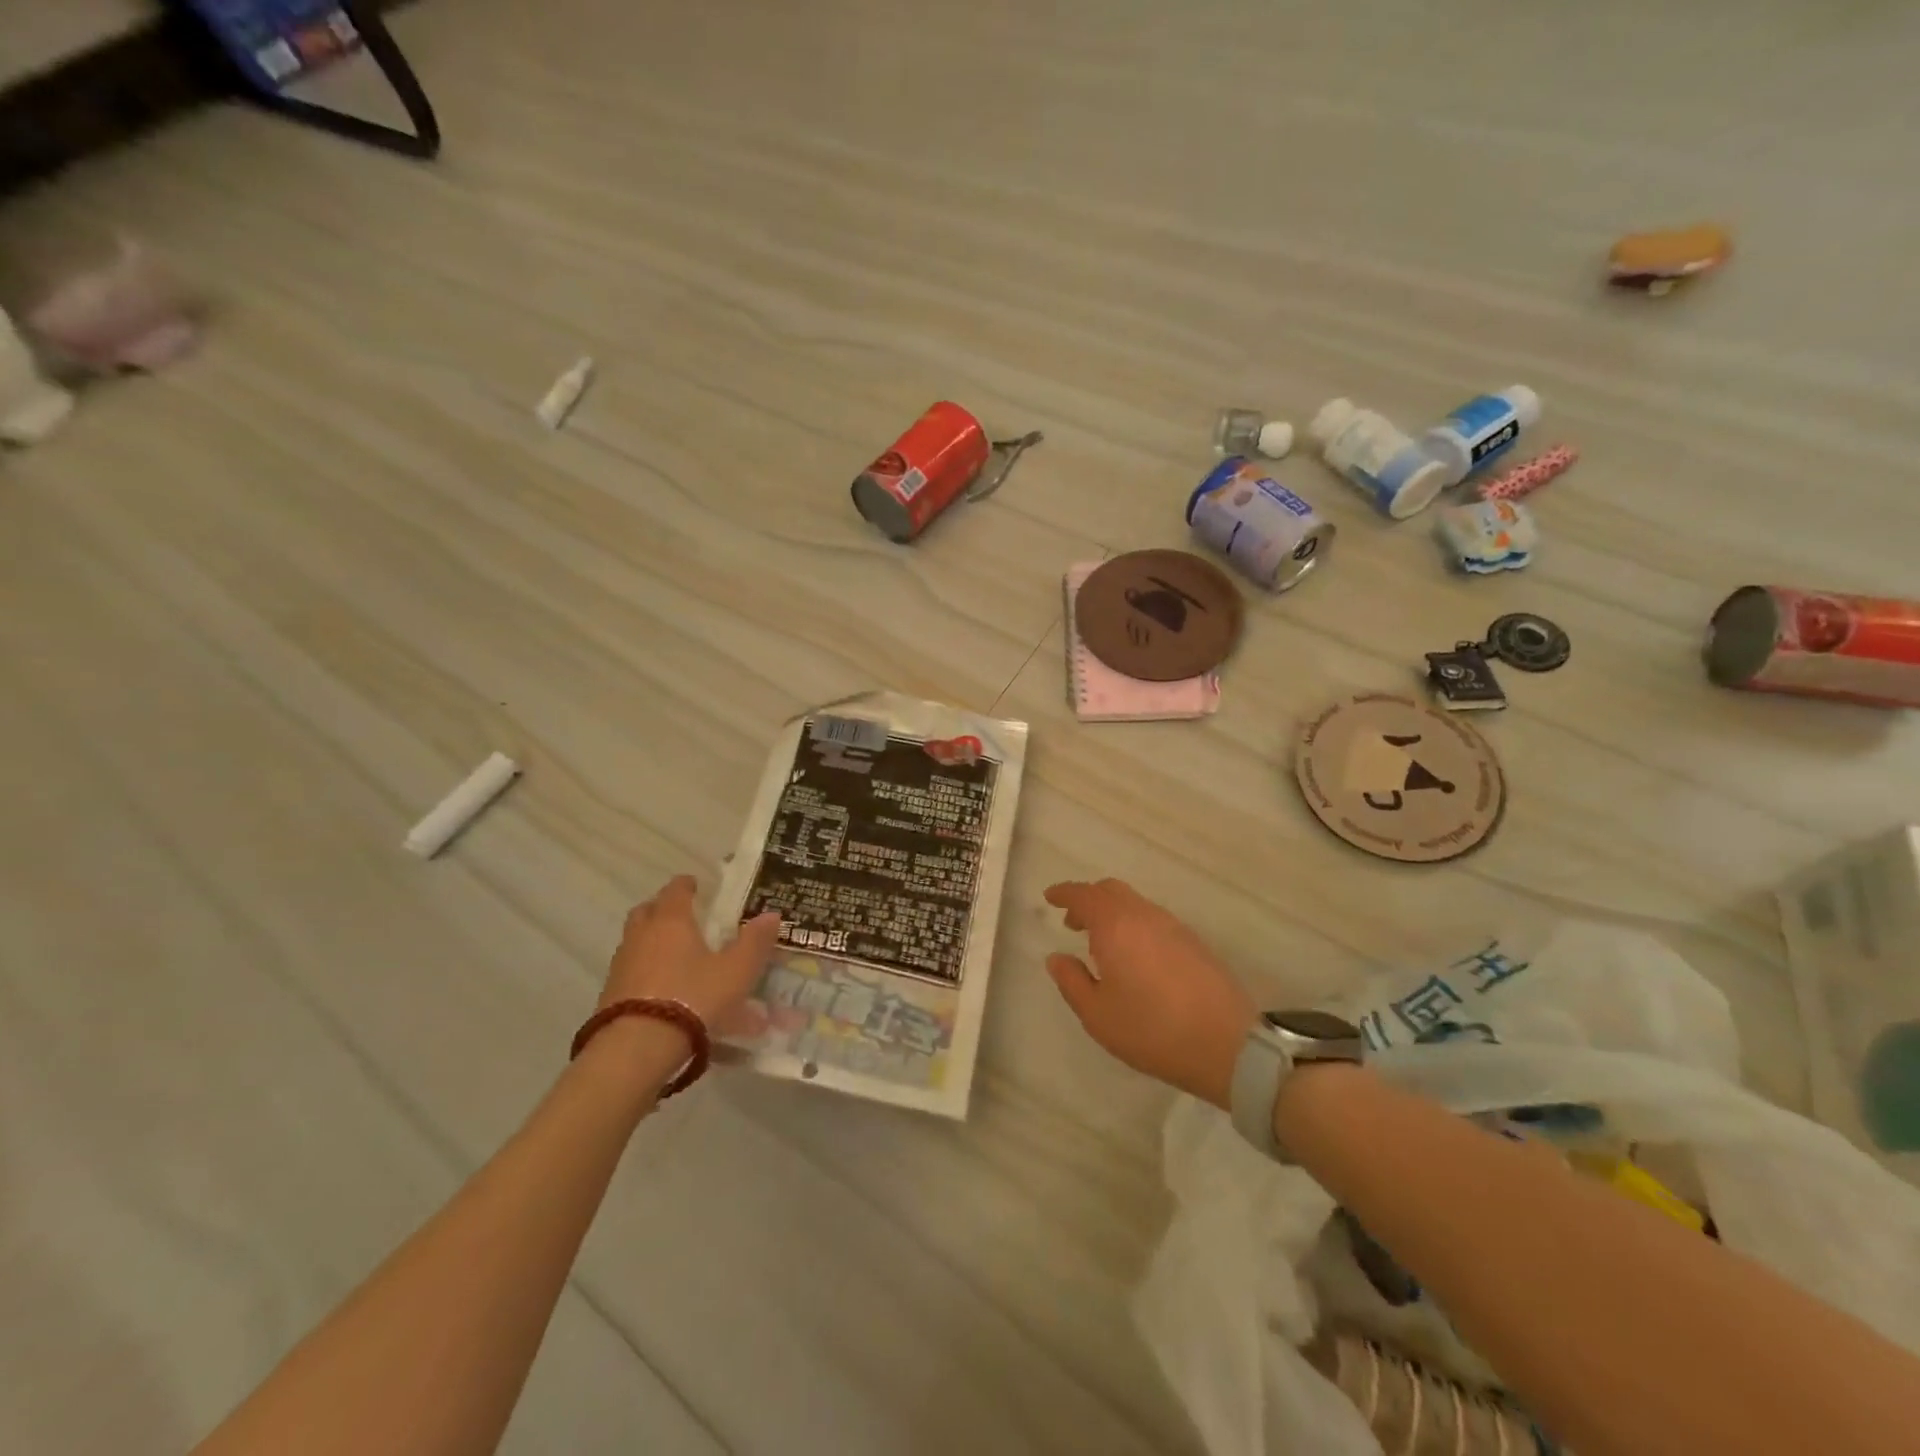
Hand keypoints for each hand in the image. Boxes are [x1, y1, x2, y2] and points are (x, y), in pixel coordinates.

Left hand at [602, 876, 782, 1029]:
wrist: (636, 1049)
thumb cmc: (693, 997)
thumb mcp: (736, 971)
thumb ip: (754, 942)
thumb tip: (772, 914)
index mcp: (671, 921)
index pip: (675, 890)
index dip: (686, 885)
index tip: (695, 885)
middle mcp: (641, 936)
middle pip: (647, 911)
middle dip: (662, 909)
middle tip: (682, 917)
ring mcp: (621, 966)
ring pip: (636, 942)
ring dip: (652, 942)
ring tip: (677, 958)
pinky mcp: (610, 996)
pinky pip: (631, 973)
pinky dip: (646, 973)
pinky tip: (665, 991)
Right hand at [1044, 879, 1255, 1108]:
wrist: (1228, 1045)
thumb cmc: (1152, 1030)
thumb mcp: (1098, 1015)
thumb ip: (1072, 981)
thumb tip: (1057, 957)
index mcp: (1116, 926)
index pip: (1084, 895)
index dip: (1064, 893)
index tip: (1050, 897)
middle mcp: (1145, 916)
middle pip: (1111, 890)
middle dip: (1088, 900)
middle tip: (1073, 923)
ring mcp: (1174, 926)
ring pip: (1136, 903)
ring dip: (1113, 912)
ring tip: (1101, 944)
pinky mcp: (1195, 942)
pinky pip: (1154, 919)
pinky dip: (1134, 924)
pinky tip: (1134, 956)